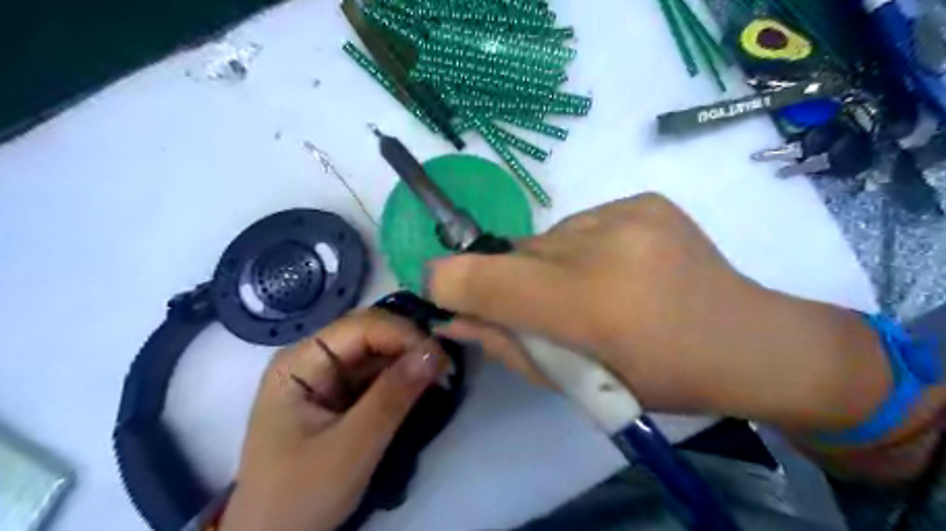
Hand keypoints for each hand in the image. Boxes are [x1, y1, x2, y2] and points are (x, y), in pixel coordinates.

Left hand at [220, 310, 445, 530]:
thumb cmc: (299, 496)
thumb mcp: (351, 448)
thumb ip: (392, 397)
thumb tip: (435, 352)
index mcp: (299, 362)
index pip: (360, 327)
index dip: (403, 335)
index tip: (441, 360)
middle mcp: (312, 358)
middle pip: (369, 333)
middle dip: (409, 345)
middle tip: (445, 369)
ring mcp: (325, 376)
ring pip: (377, 351)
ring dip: (409, 360)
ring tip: (440, 377)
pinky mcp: (339, 394)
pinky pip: (376, 373)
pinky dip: (402, 377)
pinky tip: (422, 386)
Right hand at [426, 193, 891, 432]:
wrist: (749, 339)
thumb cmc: (661, 378)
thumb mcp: (577, 383)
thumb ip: (507, 346)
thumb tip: (452, 317)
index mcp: (586, 303)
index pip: (482, 277)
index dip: (448, 282)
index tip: (446, 292)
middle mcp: (602, 244)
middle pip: (512, 253)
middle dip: (511, 282)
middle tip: (551, 309)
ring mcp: (626, 213)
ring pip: (545, 238)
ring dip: (549, 265)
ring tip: (595, 289)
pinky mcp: (644, 199)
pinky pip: (581, 222)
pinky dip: (582, 248)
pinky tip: (621, 268)